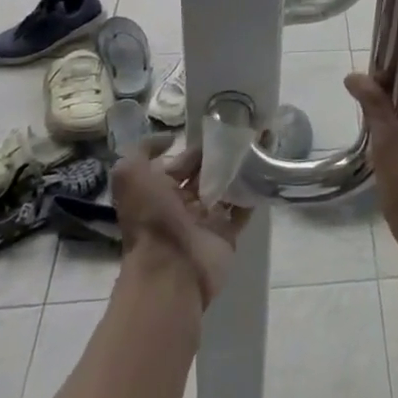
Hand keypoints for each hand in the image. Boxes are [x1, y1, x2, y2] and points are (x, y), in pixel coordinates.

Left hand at [110, 138, 247, 308]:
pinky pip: (243, 209)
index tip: (221, 126)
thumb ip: (142, 151)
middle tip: (246, 133)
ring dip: (241, 170)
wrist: (170, 271)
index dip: (197, 146)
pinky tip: (266, 170)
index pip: (182, 162)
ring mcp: (206, 221)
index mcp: (160, 192)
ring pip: (226, 188)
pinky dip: (254, 192)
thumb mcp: (130, 177)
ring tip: (261, 146)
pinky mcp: (227, 234)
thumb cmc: (151, 220)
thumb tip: (168, 139)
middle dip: (223, 155)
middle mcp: (182, 205)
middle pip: (206, 174)